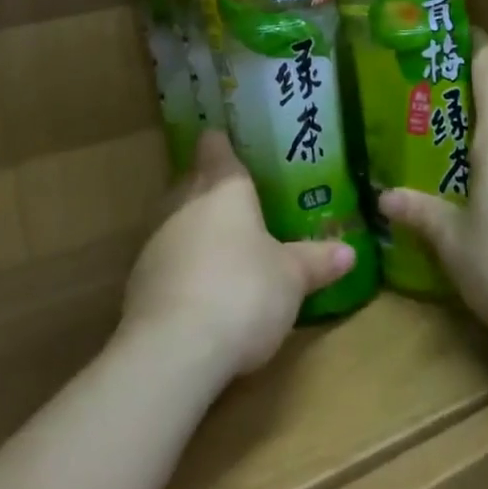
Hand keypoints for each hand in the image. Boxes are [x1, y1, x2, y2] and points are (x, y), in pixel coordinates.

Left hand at [122, 132, 355, 381]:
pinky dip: (181, 266)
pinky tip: (200, 289)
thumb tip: (348, 252)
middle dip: (210, 188)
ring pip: (176, 221)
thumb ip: (315, 261)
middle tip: (237, 200)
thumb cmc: (244, 291)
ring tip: (222, 246)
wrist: (174, 348)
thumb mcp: (291, 278)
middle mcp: (184, 204)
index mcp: (223, 189)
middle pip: (193, 182)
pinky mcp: (138, 280)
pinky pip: (166, 260)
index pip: (215, 148)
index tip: (226, 140)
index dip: (221, 143)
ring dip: (194, 229)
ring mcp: (156, 241)